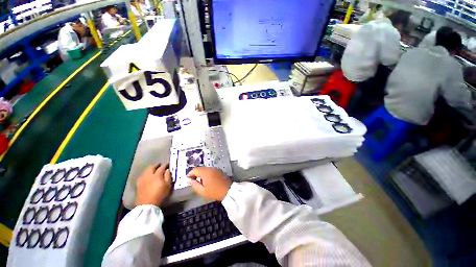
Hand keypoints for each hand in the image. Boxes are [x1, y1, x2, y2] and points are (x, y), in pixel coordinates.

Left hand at [136, 164, 171, 206]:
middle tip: (160, 165)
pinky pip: (142, 175)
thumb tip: (167, 170)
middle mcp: (148, 175)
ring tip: (154, 170)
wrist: (147, 205)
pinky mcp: (138, 184)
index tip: (168, 165)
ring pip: (146, 171)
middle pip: (151, 167)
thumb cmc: (160, 195)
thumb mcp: (167, 185)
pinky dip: (146, 174)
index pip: (161, 167)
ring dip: (150, 169)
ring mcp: (142, 179)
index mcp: (157, 175)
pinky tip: (147, 176)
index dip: (165, 165)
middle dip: (156, 165)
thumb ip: (168, 176)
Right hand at [187, 167, 231, 200]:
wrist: (229, 190)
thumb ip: (194, 185)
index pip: (195, 169)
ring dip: (201, 174)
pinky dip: (207, 174)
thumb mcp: (202, 191)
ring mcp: (216, 169)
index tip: (188, 179)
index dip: (190, 174)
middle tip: (193, 181)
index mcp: (206, 172)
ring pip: (205, 169)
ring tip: (200, 182)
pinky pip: (210, 170)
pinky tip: (207, 180)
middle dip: (196, 174)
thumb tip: (189, 180)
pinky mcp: (219, 170)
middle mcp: (210, 168)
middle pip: (200, 168)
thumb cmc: (215, 192)